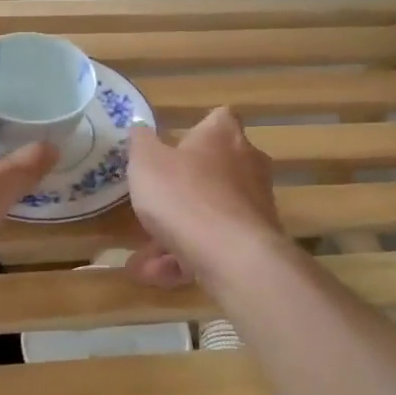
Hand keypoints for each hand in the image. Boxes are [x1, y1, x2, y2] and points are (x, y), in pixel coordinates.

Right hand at [123, 108, 281, 288]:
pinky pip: (214, 245)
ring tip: (142, 261)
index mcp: (222, 136)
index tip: (173, 147)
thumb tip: (140, 127)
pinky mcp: (255, 242)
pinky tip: (158, 276)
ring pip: (208, 216)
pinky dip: (187, 259)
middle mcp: (247, 165)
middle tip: (151, 208)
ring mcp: (254, 206)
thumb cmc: (184, 195)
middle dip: (178, 194)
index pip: (218, 119)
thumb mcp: (146, 163)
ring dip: (174, 236)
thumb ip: (140, 143)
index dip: (196, 130)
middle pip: (212, 172)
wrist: (232, 256)